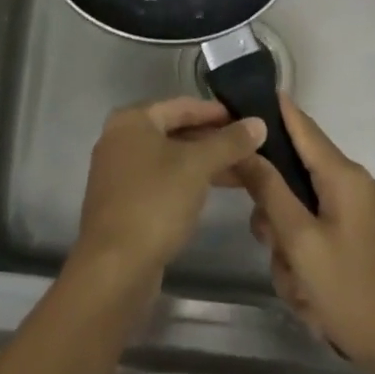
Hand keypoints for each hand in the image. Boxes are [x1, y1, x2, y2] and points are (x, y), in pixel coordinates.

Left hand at [74, 98, 266, 281]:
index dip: (217, 112)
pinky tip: (211, 192)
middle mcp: (120, 138)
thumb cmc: (155, 202)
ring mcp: (119, 171)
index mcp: (132, 119)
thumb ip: (229, 142)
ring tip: (241, 172)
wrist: (115, 267)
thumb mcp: (197, 167)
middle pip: (175, 131)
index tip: (248, 121)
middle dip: (213, 140)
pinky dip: (186, 181)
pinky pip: (161, 180)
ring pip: (170, 158)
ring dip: (203, 163)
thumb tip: (259, 123)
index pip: (182, 106)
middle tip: (250, 149)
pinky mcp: (124, 201)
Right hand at [238, 96, 374, 373]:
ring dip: (290, 249)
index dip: (270, 109)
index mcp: (344, 176)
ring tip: (298, 288)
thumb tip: (246, 144)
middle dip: (275, 213)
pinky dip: (307, 264)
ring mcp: (360, 217)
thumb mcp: (301, 242)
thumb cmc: (354, 294)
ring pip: (302, 214)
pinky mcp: (361, 244)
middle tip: (269, 243)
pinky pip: (319, 238)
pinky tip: (311, 300)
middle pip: (294, 177)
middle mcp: (354, 187)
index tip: (237, 101)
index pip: (300, 124)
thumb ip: (269, 190)